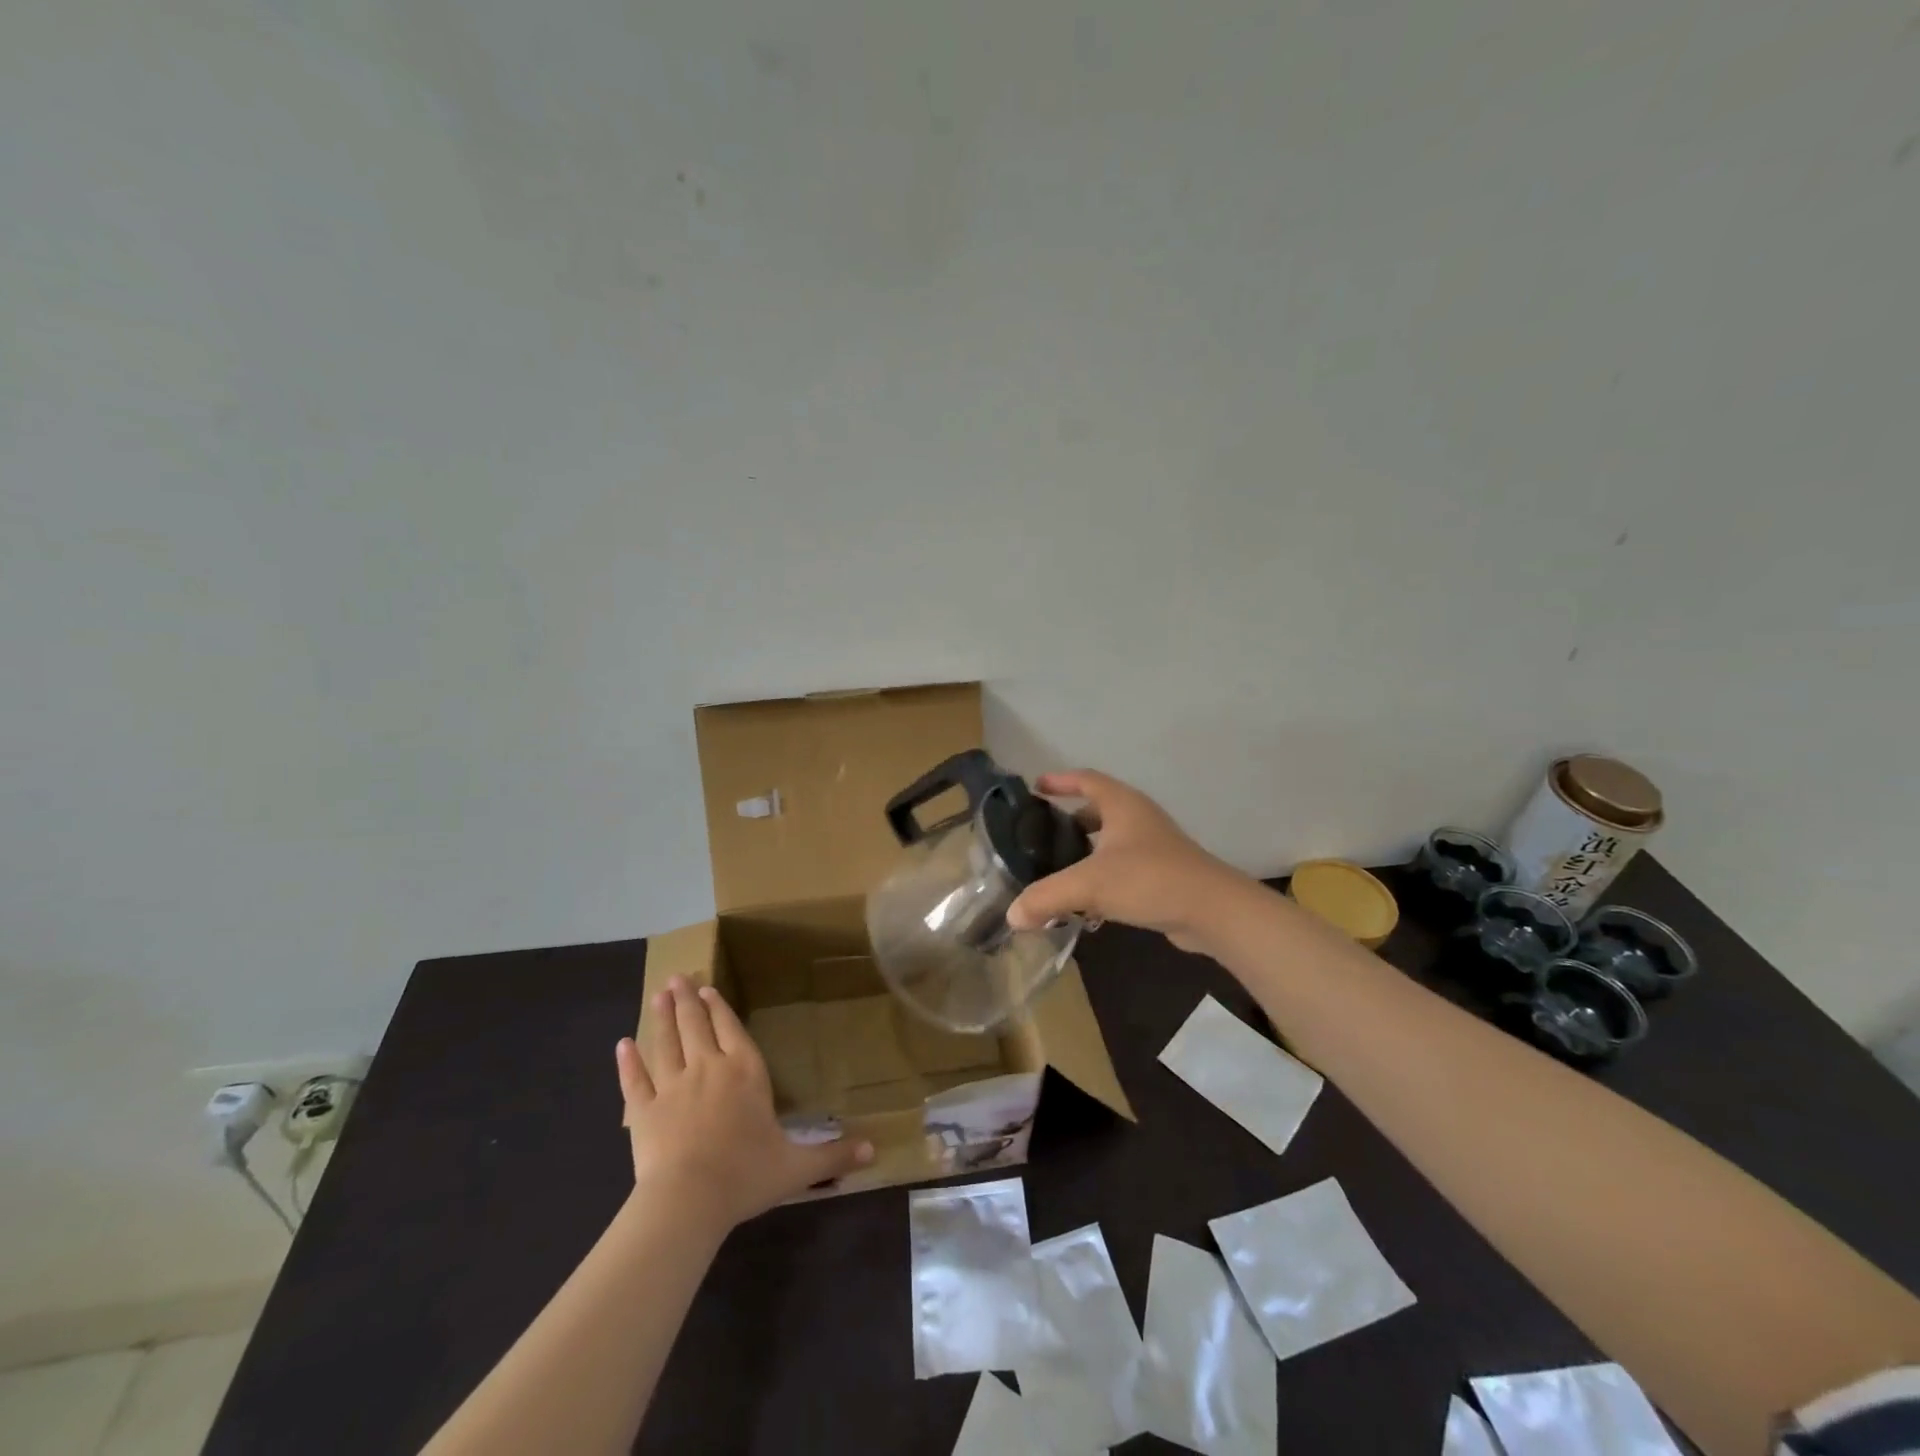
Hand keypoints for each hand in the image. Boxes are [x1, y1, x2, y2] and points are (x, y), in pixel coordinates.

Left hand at [617, 978, 872, 1227]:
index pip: (732, 1030)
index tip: (708, 989)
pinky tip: (623, 1044)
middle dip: (688, 1000)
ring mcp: (672, 1086)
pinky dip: (628, 1061)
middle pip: (696, 1026)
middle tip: (678, 977)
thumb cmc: (746, 1176)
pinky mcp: (643, 1110)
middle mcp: (709, 1068)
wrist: (688, 1200)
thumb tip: (876, 1150)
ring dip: (663, 1017)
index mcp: (746, 1073)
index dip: (720, 1008)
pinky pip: (635, 1080)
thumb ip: (834, 1155)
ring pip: (667, 1042)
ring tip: (658, 994)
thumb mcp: (797, 1167)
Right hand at [1005, 770, 1251, 953]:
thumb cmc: (1150, 879)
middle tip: (1040, 833)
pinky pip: (1123, 868)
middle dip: (1069, 819)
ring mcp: (1154, 847)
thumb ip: (1047, 897)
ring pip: (1111, 842)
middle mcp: (1139, 819)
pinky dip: (1102, 876)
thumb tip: (1012, 915)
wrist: (1214, 911)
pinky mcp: (1162, 875)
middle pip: (1098, 809)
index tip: (1036, 787)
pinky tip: (1086, 902)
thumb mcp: (1090, 884)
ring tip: (1057, 867)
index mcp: (1122, 805)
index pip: (1086, 779)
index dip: (1060, 780)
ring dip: (1085, 851)